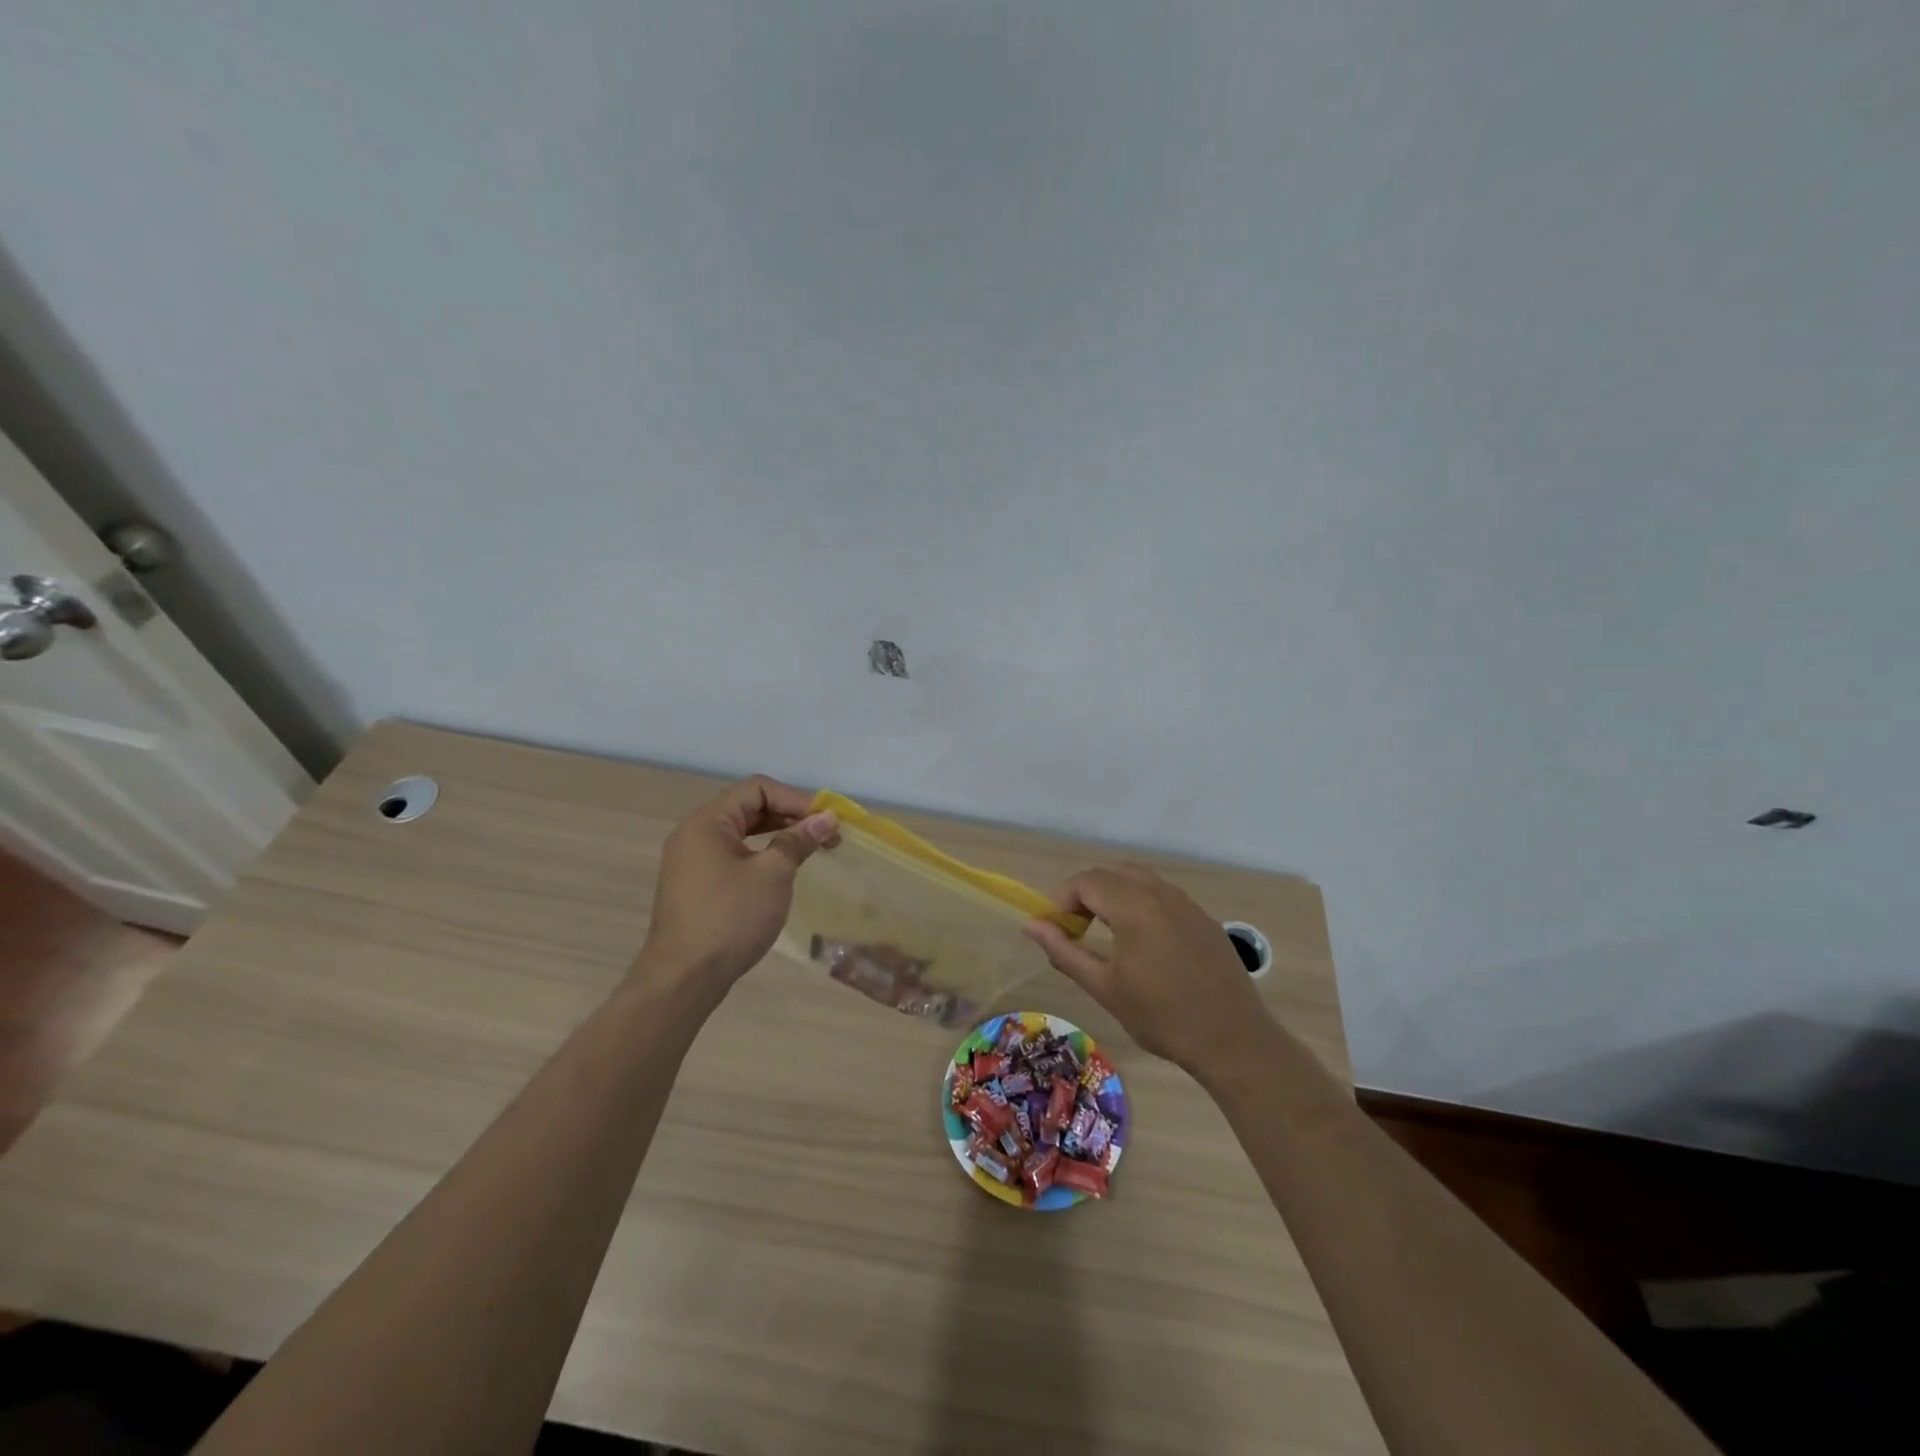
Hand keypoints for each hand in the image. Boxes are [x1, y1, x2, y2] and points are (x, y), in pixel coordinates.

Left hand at [638, 775, 838, 990]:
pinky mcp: (696, 885)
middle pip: (750, 807)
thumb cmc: (730, 918)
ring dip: (779, 835)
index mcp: (708, 821)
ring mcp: (692, 860)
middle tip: (826, 835)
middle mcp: (695, 833)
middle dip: (791, 816)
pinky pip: (734, 855)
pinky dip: (762, 854)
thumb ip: (798, 840)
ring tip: (811, 850)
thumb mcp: (773, 874)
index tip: (827, 820)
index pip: (758, 788)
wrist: (684, 978)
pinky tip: (783, 871)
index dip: (797, 798)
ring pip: (743, 832)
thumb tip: (826, 819)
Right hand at [1023, 867, 1269, 1075]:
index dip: (1062, 899)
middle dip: (1085, 894)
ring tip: (1104, 932)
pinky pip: (1161, 893)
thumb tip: (1031, 926)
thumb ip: (1065, 951)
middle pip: (1110, 874)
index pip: (1086, 881)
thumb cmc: (1162, 1018)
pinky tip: (1141, 940)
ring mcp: (1186, 903)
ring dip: (1112, 895)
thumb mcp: (1105, 988)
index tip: (1054, 929)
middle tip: (1074, 929)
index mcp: (1134, 907)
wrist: (1233, 1040)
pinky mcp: (1203, 917)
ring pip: (1138, 879)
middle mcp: (1160, 893)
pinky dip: (1139, 902)